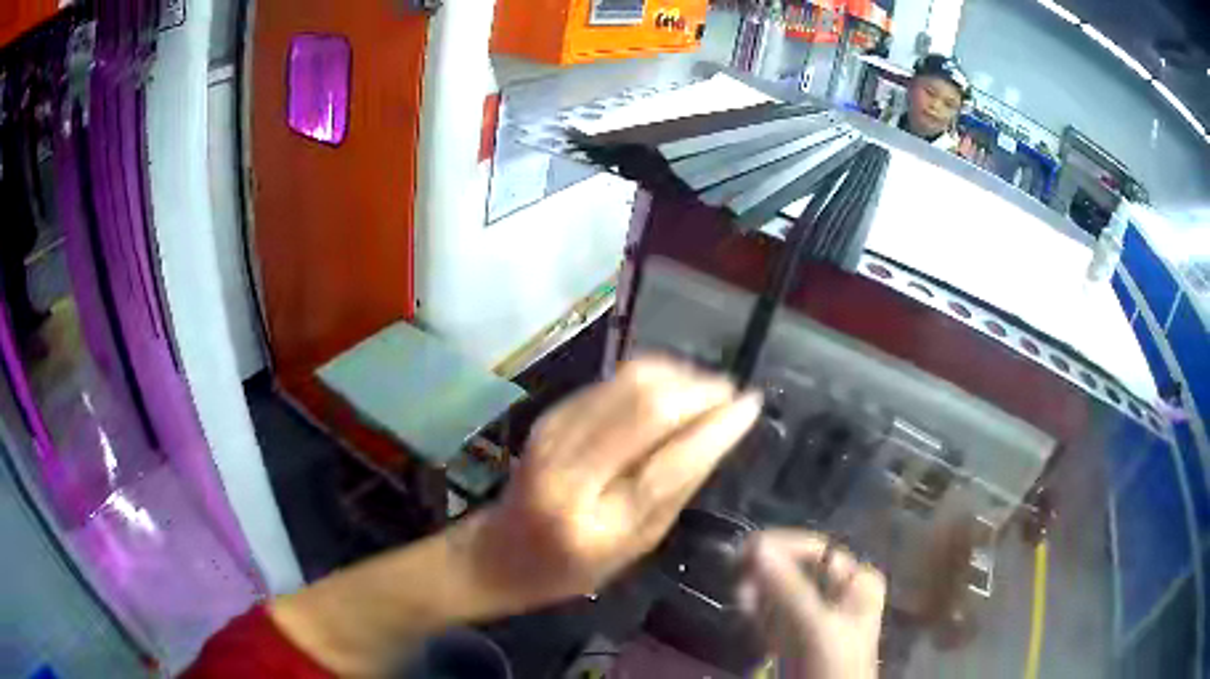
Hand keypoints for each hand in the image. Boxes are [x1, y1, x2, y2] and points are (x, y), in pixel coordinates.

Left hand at [469, 357, 762, 612]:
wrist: (503, 552)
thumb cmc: (576, 567)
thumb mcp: (637, 546)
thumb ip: (677, 490)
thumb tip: (720, 431)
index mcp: (597, 522)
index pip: (670, 461)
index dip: (717, 426)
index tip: (751, 404)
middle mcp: (569, 470)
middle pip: (647, 405)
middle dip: (700, 389)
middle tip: (731, 393)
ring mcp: (553, 435)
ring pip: (628, 381)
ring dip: (678, 376)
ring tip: (707, 389)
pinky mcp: (548, 415)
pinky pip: (610, 381)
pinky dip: (650, 377)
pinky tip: (670, 388)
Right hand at [739, 530, 886, 678]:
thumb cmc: (834, 663)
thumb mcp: (815, 625)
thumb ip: (787, 588)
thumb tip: (756, 546)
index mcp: (855, 582)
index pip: (817, 550)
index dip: (784, 546)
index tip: (748, 548)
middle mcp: (837, 593)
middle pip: (796, 570)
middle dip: (768, 571)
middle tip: (737, 573)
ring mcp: (815, 616)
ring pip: (780, 592)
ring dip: (758, 590)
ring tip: (740, 596)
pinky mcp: (794, 637)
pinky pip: (773, 615)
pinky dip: (757, 611)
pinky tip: (744, 609)